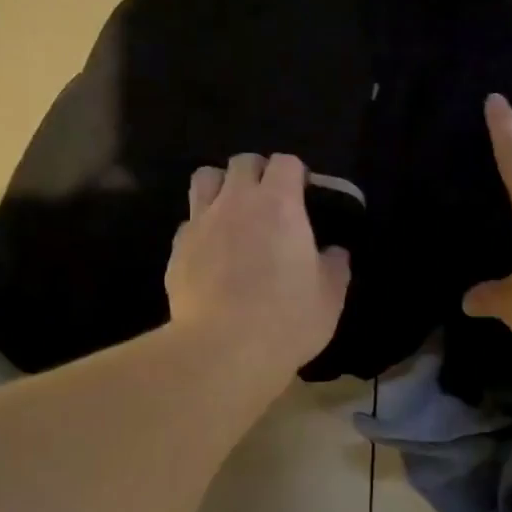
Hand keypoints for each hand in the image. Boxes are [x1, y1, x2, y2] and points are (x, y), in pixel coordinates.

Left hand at [166, 153, 351, 380]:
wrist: (222, 349)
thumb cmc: (287, 319)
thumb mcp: (329, 297)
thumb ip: (335, 266)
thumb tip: (335, 253)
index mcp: (279, 204)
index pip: (285, 162)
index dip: (296, 173)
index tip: (304, 193)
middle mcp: (236, 202)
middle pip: (243, 162)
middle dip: (258, 172)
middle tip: (270, 201)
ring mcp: (201, 223)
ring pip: (205, 178)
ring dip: (222, 186)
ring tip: (234, 212)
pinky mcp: (177, 249)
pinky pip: (189, 222)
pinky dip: (202, 227)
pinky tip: (212, 252)